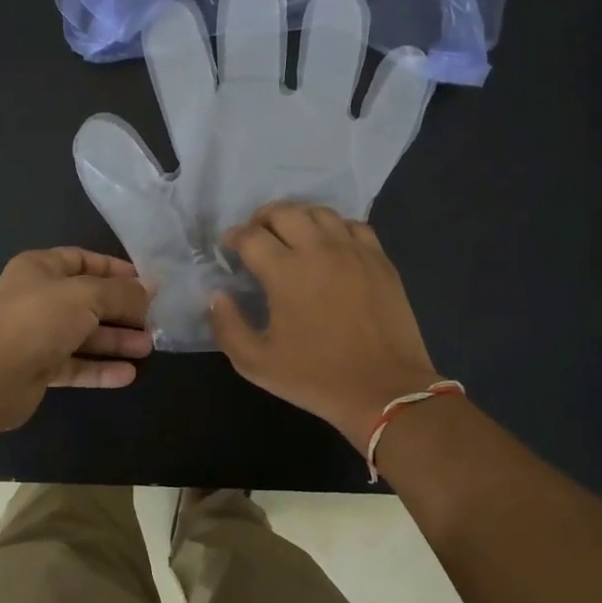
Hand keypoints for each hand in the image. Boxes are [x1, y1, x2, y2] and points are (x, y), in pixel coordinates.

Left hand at [0, 248, 152, 431]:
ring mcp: (36, 335)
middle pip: (87, 300)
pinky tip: (128, 374)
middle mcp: (36, 298)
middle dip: (121, 310)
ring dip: (115, 340)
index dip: (114, 269)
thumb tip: (151, 287)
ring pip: (83, 335)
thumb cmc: (39, 319)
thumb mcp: (87, 295)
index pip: (82, 260)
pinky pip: (75, 365)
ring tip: (148, 347)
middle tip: (153, 319)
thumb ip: (121, 292)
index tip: (145, 282)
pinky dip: (100, 368)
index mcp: (39, 269)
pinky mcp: (38, 369)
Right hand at [210, 202, 442, 449]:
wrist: (384, 390)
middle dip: (262, 219)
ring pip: (319, 212)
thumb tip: (217, 295)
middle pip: (284, 211)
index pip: (250, 235)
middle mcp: (319, 250)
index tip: (230, 248)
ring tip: (292, 238)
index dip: (233, 237)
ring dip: (298, 219)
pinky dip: (334, 228)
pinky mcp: (380, 260)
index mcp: (285, 272)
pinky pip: (353, 226)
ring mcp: (353, 251)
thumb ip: (227, 326)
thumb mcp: (256, 364)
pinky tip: (330, 247)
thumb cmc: (316, 378)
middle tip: (257, 238)